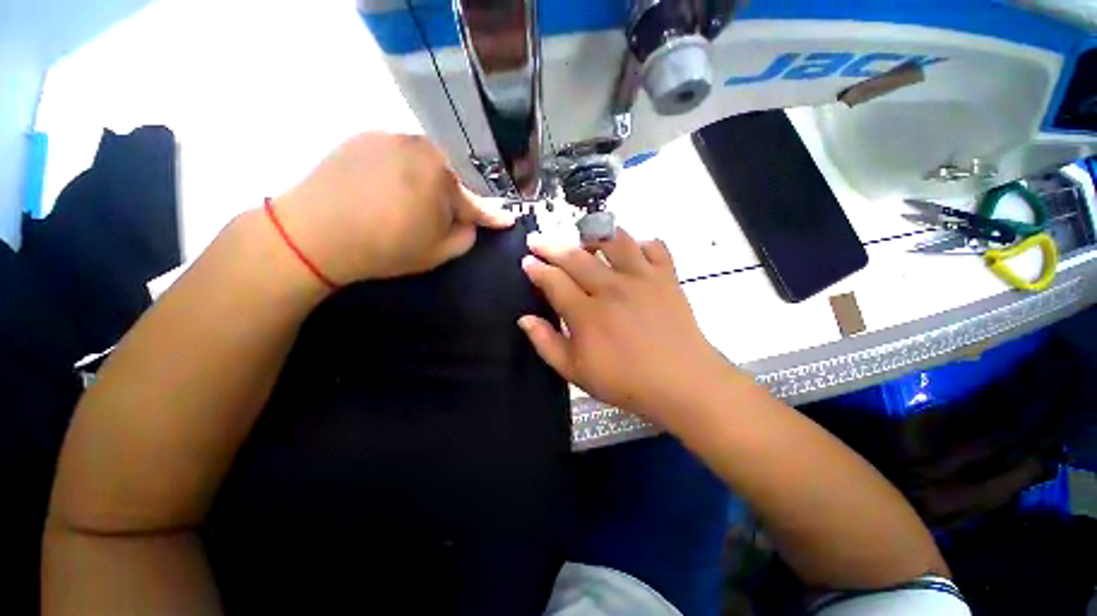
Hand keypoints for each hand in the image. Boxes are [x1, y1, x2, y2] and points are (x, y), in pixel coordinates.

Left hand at [272, 133, 512, 283]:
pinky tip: (386, 191)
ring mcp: (389, 136)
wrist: (313, 235)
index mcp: (442, 175)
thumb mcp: (438, 252)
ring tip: (407, 206)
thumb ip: (467, 235)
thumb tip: (473, 222)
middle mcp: (420, 146)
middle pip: (450, 177)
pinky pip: (396, 155)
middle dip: (451, 199)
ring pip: (423, 163)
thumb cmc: (385, 247)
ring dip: (425, 183)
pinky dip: (400, 172)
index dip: (491, 215)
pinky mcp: (363, 136)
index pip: (475, 201)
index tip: (507, 219)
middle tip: (440, 219)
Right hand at [518, 229, 730, 424]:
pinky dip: (639, 242)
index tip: (527, 261)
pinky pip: (653, 245)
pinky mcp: (666, 276)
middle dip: (550, 245)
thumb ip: (546, 344)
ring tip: (582, 238)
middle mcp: (611, 287)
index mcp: (586, 313)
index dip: (536, 268)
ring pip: (612, 240)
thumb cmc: (626, 382)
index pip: (553, 280)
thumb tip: (524, 319)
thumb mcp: (576, 372)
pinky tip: (631, 251)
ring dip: (592, 235)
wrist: (683, 383)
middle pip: (575, 256)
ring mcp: (641, 278)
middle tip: (538, 240)